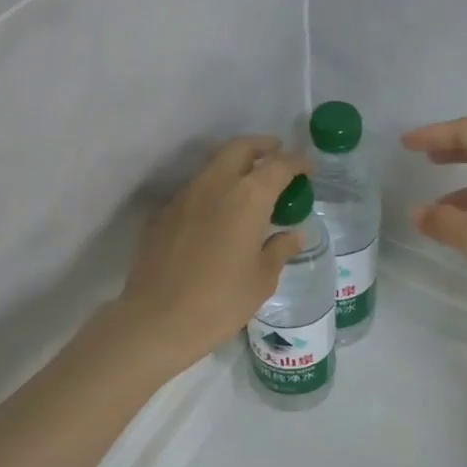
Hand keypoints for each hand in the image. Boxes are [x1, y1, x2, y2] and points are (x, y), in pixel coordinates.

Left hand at [114, 135, 309, 371]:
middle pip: (239, 149)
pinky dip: (211, 192)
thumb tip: (291, 235)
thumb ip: (279, 250)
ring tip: (248, 185)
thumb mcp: (262, 279)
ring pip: (212, 167)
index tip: (308, 167)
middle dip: (261, 146)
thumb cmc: (221, 301)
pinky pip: (192, 192)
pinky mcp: (161, 215)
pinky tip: (216, 216)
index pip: (278, 166)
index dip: (297, 162)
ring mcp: (183, 198)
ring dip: (233, 167)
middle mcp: (214, 186)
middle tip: (277, 154)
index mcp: (247, 198)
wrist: (157, 320)